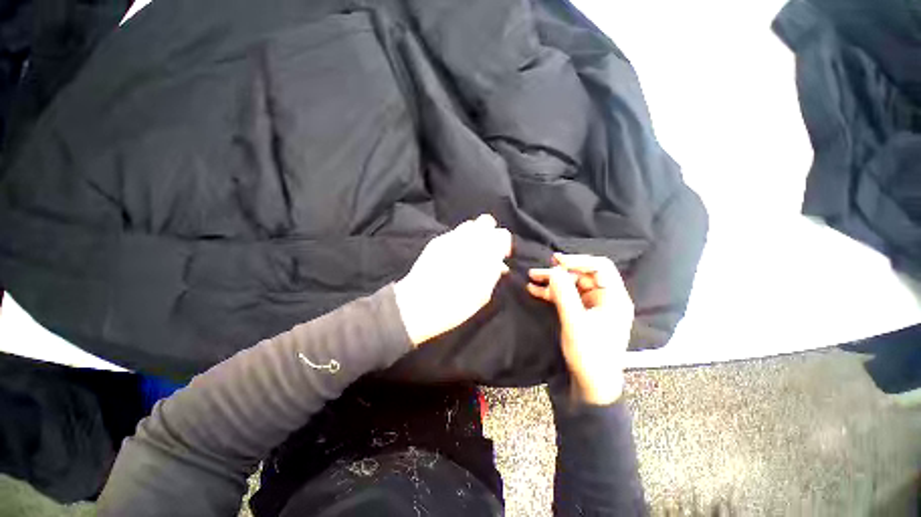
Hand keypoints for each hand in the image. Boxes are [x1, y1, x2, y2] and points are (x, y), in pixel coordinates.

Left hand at [394, 214, 511, 346]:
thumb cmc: (456, 304)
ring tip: (470, 252)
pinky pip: (453, 233)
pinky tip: (453, 256)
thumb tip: (500, 265)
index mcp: (485, 252)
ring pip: (469, 224)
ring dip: (474, 235)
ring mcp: (451, 237)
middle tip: (487, 250)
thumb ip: (494, 274)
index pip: (503, 235)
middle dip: (489, 233)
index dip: (504, 245)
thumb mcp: (483, 294)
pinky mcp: (436, 241)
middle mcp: (469, 239)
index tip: (502, 256)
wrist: (420, 304)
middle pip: (486, 221)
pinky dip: (458, 241)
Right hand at [527, 254, 632, 404]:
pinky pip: (566, 296)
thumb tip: (553, 271)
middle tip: (536, 272)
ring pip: (571, 284)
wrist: (591, 383)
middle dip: (559, 272)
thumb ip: (564, 295)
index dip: (578, 261)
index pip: (600, 267)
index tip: (556, 262)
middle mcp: (605, 298)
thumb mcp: (575, 323)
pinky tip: (535, 290)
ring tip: (532, 278)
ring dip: (552, 281)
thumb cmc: (589, 355)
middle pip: (582, 275)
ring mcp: (593, 305)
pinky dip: (551, 292)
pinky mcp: (582, 312)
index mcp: (614, 298)